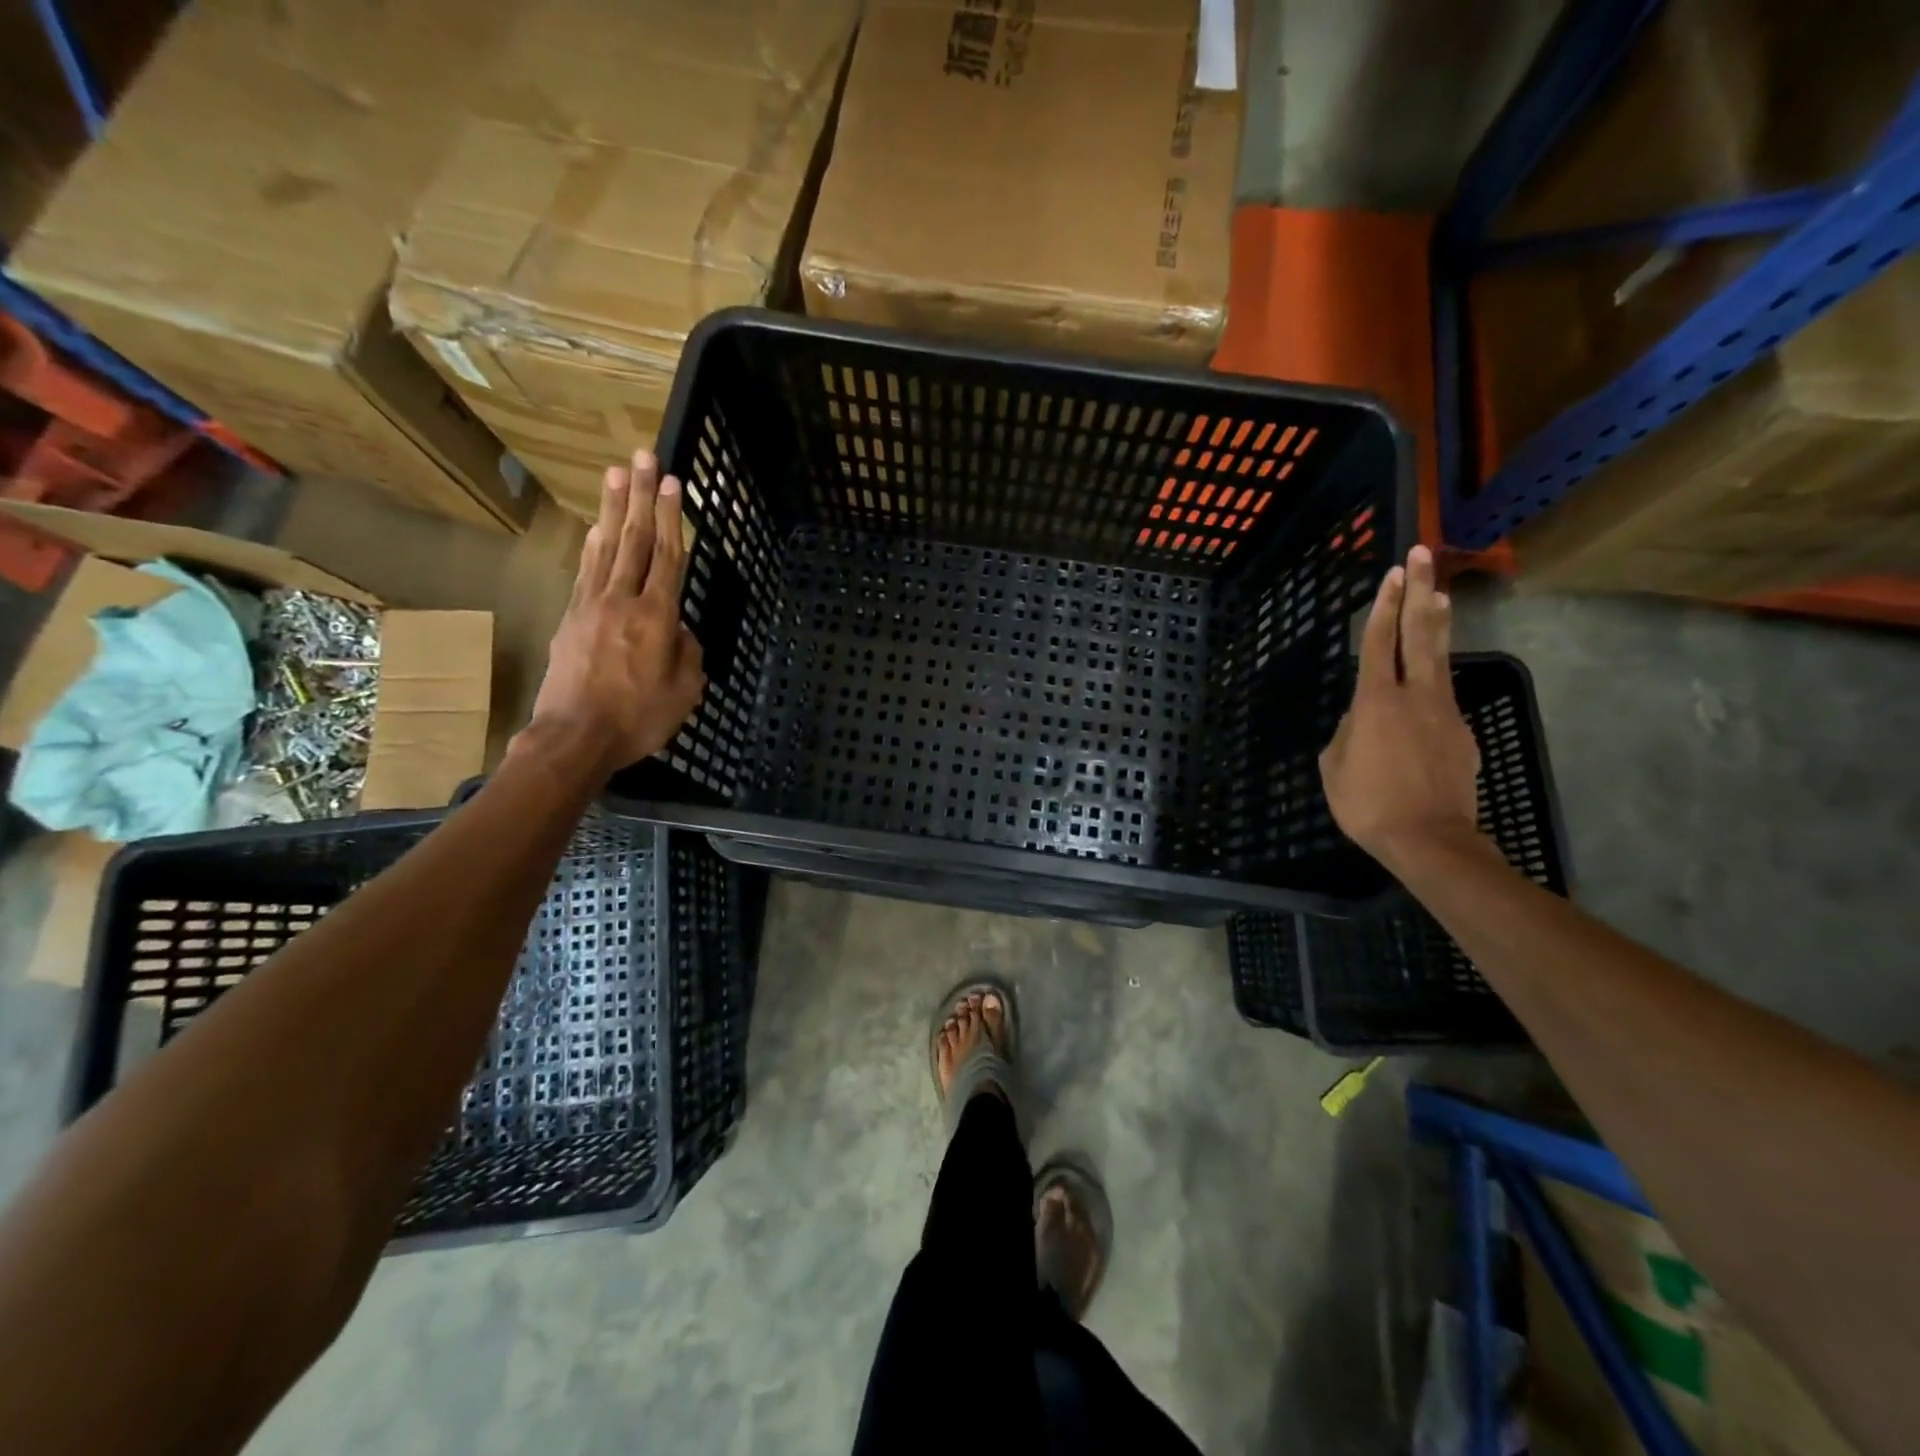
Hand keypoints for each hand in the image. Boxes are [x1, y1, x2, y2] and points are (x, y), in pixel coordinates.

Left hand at [520, 451, 704, 776]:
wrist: (574, 737)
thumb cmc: (639, 719)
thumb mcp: (685, 692)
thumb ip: (688, 653)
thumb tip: (679, 630)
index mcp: (657, 618)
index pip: (668, 557)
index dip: (671, 517)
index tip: (672, 482)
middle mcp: (623, 601)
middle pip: (634, 540)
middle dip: (640, 496)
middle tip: (642, 456)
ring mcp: (591, 606)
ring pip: (606, 547)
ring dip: (613, 509)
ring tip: (615, 473)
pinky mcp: (570, 618)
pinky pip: (586, 572)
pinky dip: (593, 545)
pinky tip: (596, 528)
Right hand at [1319, 545, 1482, 874]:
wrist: (1430, 839)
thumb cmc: (1368, 803)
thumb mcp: (1334, 766)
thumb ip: (1347, 731)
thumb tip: (1363, 718)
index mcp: (1376, 700)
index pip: (1379, 641)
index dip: (1384, 605)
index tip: (1392, 572)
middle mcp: (1415, 695)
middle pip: (1420, 633)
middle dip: (1419, 591)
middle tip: (1422, 556)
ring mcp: (1445, 712)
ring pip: (1440, 658)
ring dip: (1437, 624)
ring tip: (1439, 595)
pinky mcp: (1462, 734)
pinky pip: (1442, 698)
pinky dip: (1433, 681)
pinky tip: (1425, 686)